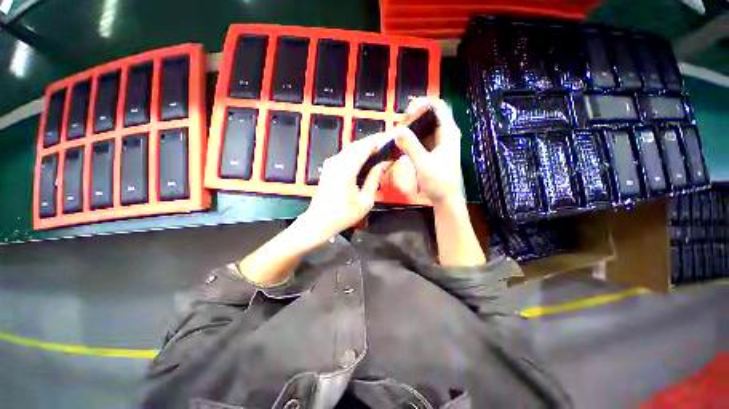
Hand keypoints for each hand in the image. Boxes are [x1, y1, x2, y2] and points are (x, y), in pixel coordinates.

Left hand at [299, 133, 391, 240]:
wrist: (319, 222)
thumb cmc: (342, 215)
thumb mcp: (365, 200)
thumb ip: (374, 178)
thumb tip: (384, 163)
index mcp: (345, 170)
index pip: (365, 147)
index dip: (379, 141)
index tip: (392, 138)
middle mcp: (336, 162)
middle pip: (358, 144)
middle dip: (374, 142)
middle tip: (389, 143)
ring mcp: (331, 163)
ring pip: (352, 148)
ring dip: (366, 146)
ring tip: (381, 149)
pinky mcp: (329, 167)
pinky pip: (346, 154)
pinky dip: (358, 153)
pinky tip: (367, 157)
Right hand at [394, 97, 464, 207]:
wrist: (446, 199)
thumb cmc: (439, 182)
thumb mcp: (424, 164)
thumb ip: (411, 146)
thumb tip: (397, 130)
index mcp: (448, 132)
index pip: (438, 106)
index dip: (422, 104)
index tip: (406, 112)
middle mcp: (445, 133)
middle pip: (429, 115)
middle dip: (413, 117)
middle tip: (398, 127)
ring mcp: (438, 142)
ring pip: (424, 127)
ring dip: (411, 128)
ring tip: (397, 135)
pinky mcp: (432, 150)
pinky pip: (421, 139)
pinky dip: (411, 139)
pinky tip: (402, 143)